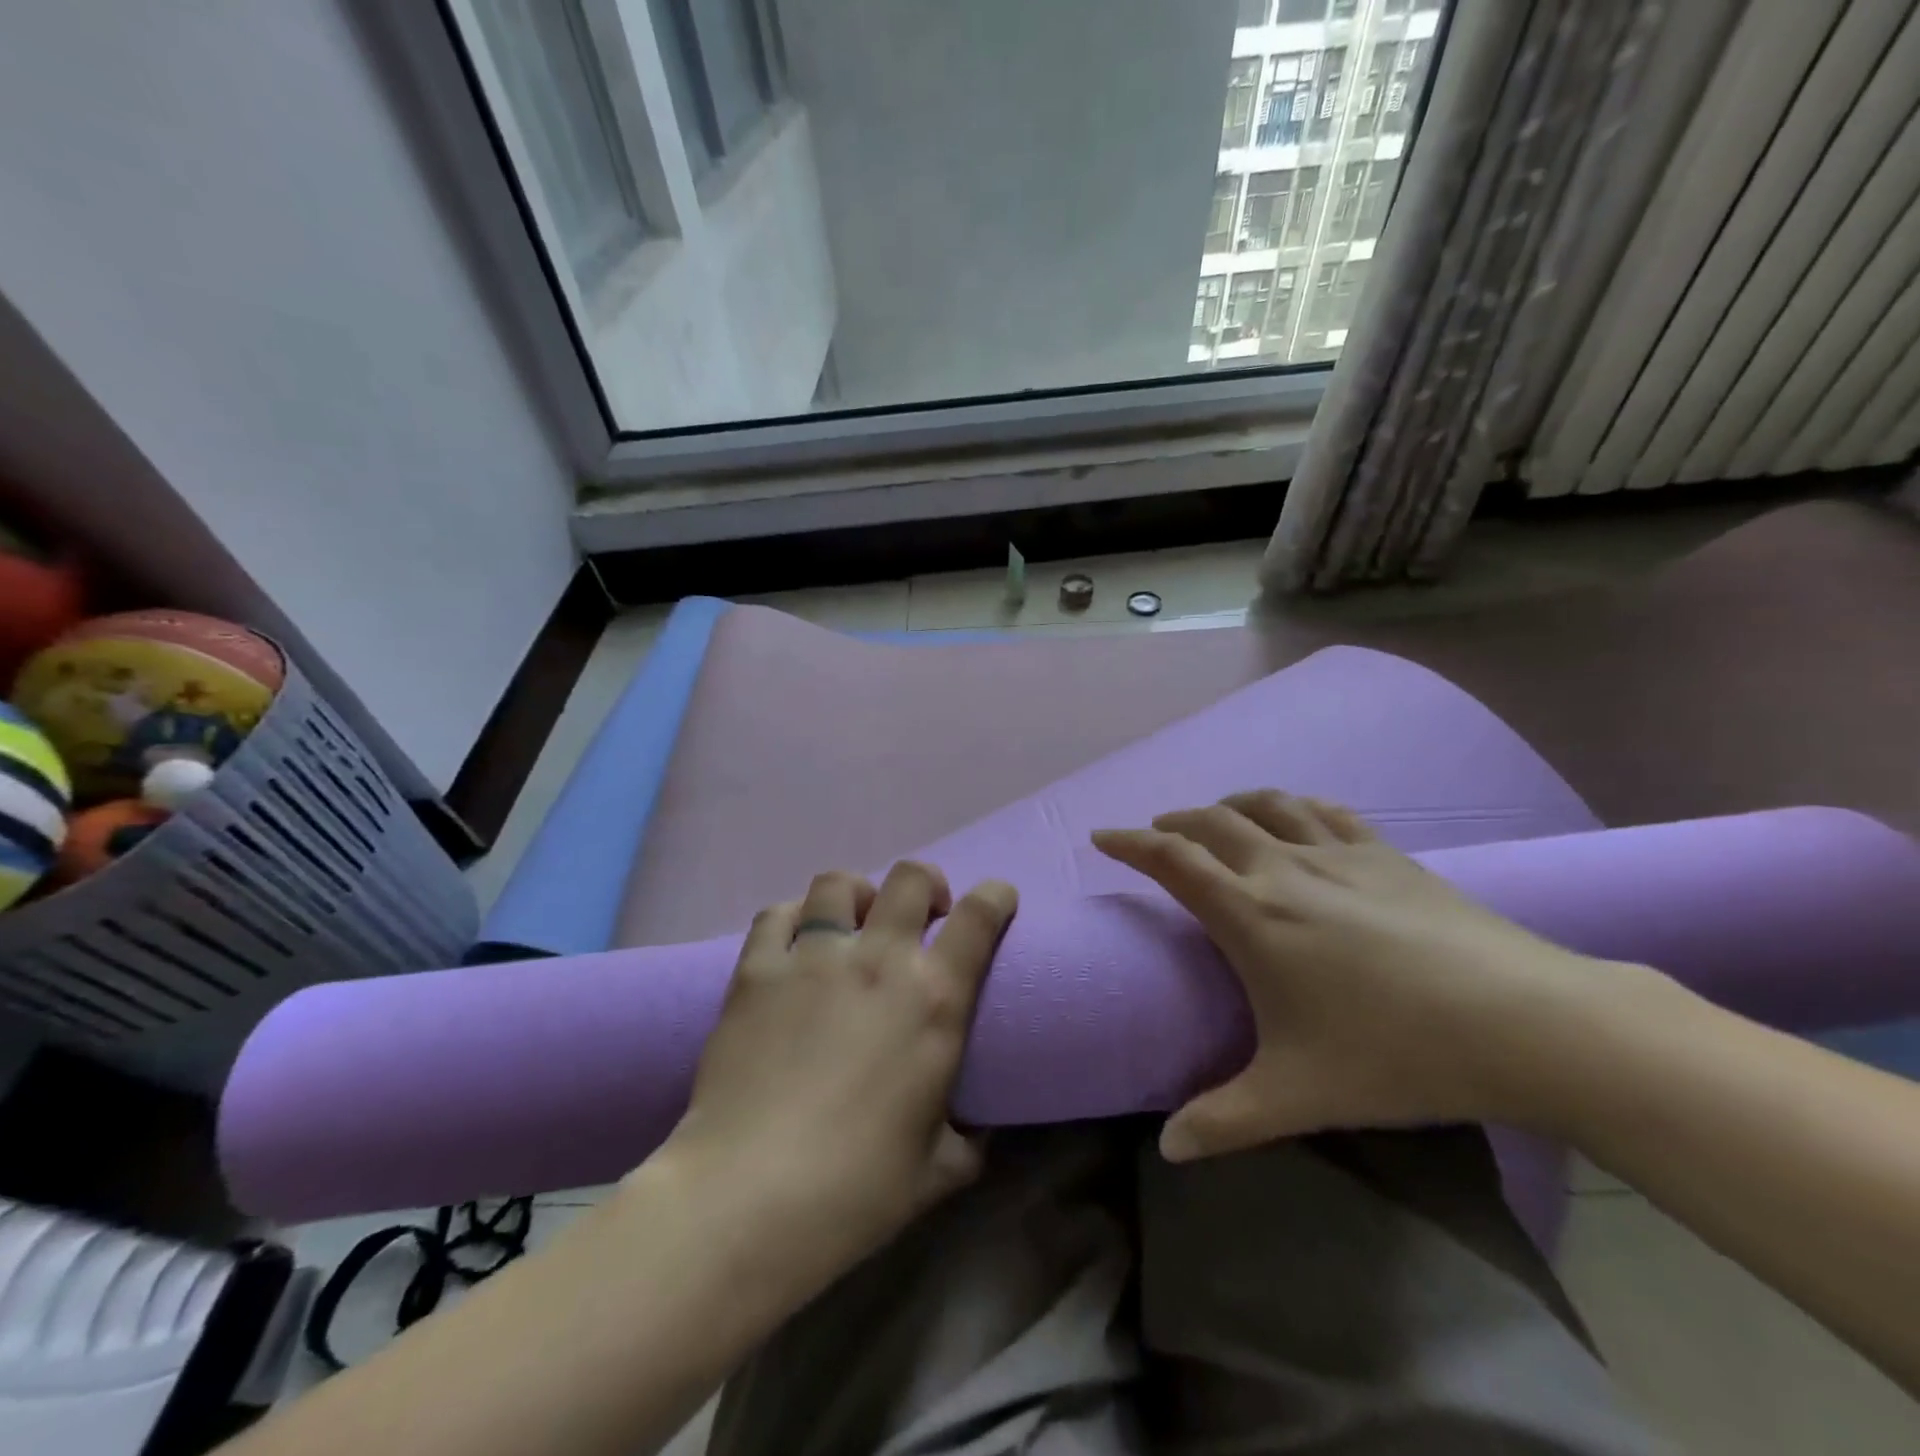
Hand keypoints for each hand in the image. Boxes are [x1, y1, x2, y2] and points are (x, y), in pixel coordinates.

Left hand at [658, 861, 1016, 1286]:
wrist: (751, 1197)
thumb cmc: (859, 1188)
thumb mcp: (940, 1170)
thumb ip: (968, 1137)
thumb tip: (975, 1127)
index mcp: (934, 998)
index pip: (979, 915)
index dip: (995, 896)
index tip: (997, 901)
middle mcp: (878, 959)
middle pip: (910, 878)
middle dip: (926, 885)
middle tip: (922, 915)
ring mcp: (812, 958)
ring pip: (838, 883)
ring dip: (857, 895)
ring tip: (853, 923)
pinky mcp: (756, 971)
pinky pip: (776, 915)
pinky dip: (792, 917)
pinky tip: (793, 943)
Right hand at [1094, 790, 1622, 1160]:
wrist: (1527, 1022)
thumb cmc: (1396, 1054)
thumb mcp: (1298, 1096)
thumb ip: (1224, 1121)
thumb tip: (1169, 1149)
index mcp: (1251, 915)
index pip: (1172, 860)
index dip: (1129, 843)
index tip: (1101, 836)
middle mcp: (1285, 869)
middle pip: (1212, 821)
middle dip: (1173, 821)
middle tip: (1155, 834)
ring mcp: (1339, 855)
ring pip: (1267, 804)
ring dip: (1229, 804)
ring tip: (1216, 818)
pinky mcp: (1388, 854)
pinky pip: (1326, 812)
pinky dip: (1294, 806)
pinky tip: (1297, 817)